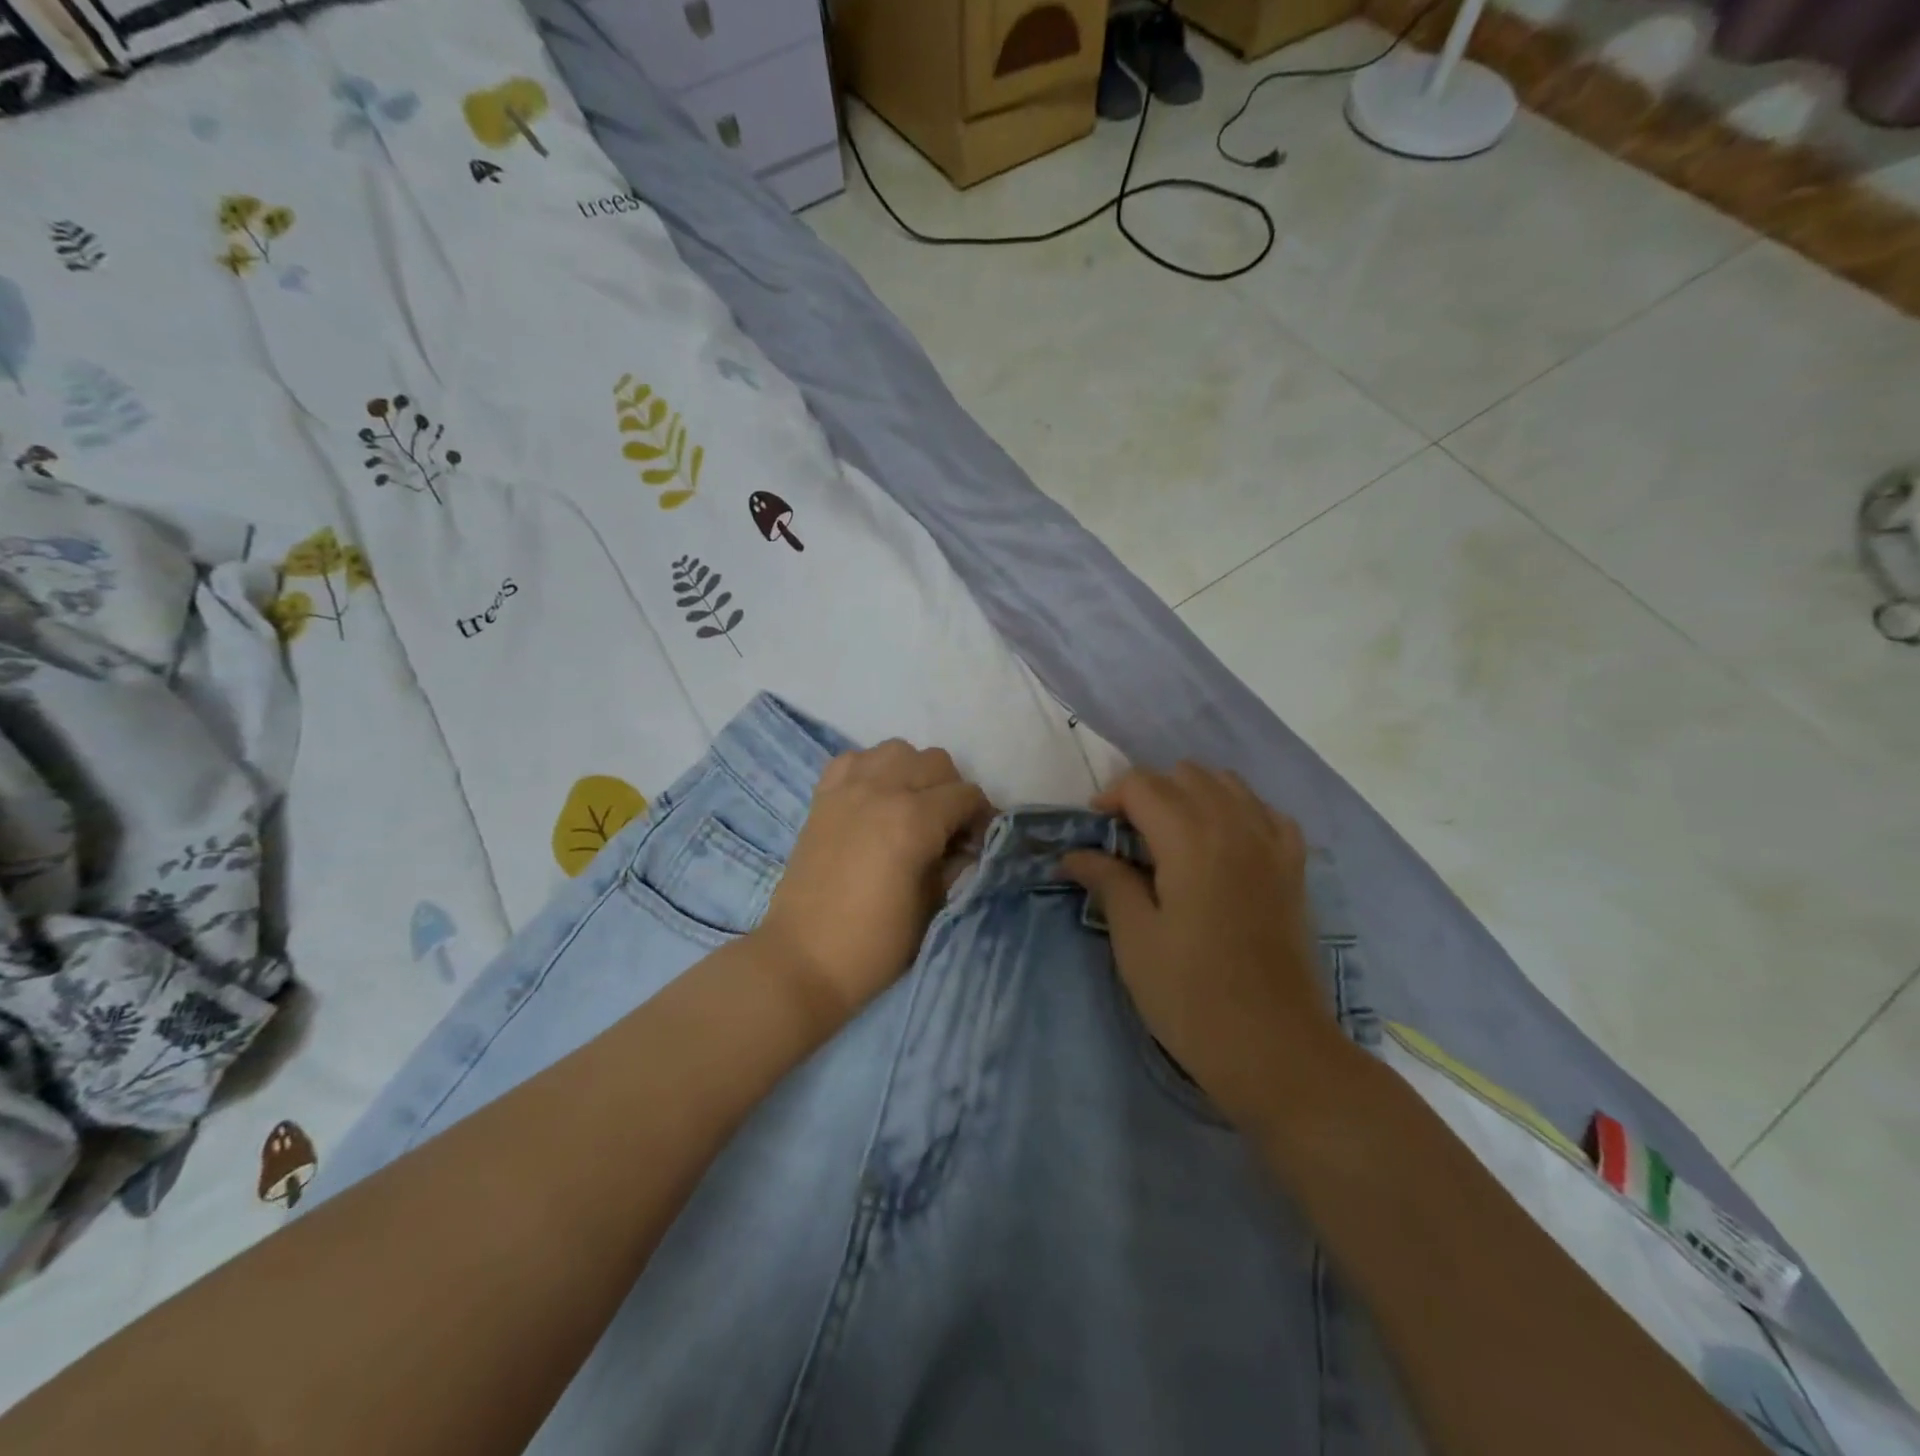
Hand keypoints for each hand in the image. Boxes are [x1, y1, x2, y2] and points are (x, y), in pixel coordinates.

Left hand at [756, 741, 993, 1027]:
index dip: (981, 816)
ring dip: (912, 772)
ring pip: (896, 750)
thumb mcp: (932, 908)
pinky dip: (871, 770)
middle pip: (935, 762)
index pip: (966, 795)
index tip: (978, 842)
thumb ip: (955, 866)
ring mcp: (848, 789)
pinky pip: (854, 759)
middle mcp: (882, 790)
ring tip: (910, 807)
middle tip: (947, 828)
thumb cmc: (875, 944)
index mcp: (913, 820)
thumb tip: (968, 847)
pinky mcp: (822, 797)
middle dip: (951, 791)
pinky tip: (874, 799)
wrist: (804, 959)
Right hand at [1062, 765, 1351, 1129]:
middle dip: (1147, 793)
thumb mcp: (1135, 938)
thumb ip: (1108, 880)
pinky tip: (1223, 843)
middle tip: (1125, 839)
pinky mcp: (1294, 868)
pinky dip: (1237, 811)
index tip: (1093, 834)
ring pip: (1226, 783)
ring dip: (1190, 795)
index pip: (1142, 784)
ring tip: (1170, 837)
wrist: (1275, 1049)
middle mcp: (1235, 825)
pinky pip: (1265, 812)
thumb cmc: (1191, 996)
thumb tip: (1075, 853)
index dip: (1109, 798)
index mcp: (1190, 838)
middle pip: (1184, 775)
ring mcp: (1272, 844)